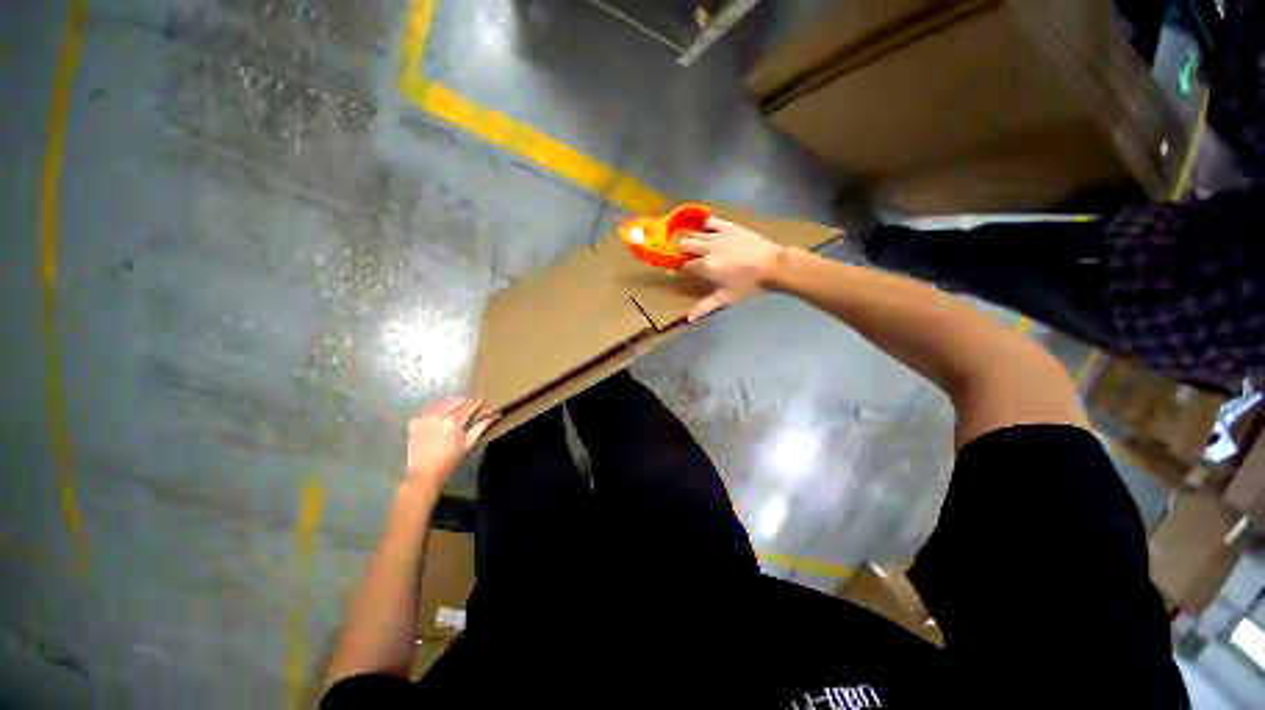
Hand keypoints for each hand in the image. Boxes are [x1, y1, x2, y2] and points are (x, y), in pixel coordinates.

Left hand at [403, 398, 496, 496]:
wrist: (423, 474)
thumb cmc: (450, 461)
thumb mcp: (470, 443)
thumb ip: (483, 426)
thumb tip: (497, 414)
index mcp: (454, 420)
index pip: (470, 404)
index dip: (479, 402)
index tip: (484, 401)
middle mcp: (438, 414)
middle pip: (456, 400)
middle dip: (465, 403)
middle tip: (469, 411)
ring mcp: (425, 417)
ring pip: (443, 402)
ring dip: (451, 405)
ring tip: (455, 414)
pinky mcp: (415, 421)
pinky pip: (430, 409)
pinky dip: (437, 411)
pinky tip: (440, 419)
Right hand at [677, 217, 783, 321]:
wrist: (773, 266)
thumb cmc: (748, 285)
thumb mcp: (726, 298)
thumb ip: (704, 307)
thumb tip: (688, 319)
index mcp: (706, 266)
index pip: (684, 265)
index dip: (681, 268)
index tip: (683, 271)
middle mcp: (708, 248)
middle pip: (683, 244)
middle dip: (682, 251)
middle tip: (687, 258)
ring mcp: (718, 235)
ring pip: (694, 233)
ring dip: (692, 241)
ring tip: (696, 247)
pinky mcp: (728, 226)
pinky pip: (710, 221)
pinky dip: (705, 227)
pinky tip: (708, 234)